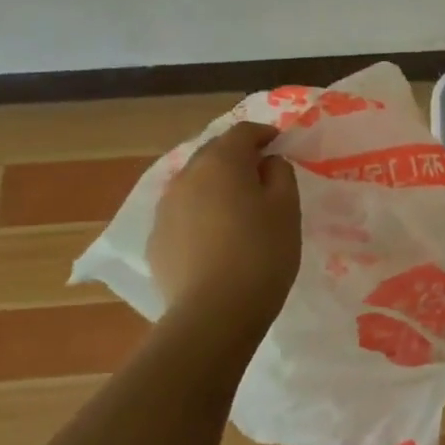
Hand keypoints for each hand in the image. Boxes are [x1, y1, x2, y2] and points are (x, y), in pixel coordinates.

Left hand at [148, 122, 300, 327]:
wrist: (214, 313)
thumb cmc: (262, 252)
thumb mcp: (288, 206)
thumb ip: (280, 173)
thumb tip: (267, 163)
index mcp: (221, 162)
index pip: (243, 132)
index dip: (264, 133)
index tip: (280, 143)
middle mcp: (186, 177)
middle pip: (213, 153)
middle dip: (237, 157)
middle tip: (261, 173)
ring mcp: (166, 209)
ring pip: (195, 184)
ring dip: (216, 185)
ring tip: (238, 207)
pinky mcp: (156, 240)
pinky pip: (183, 213)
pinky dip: (201, 213)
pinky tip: (216, 237)